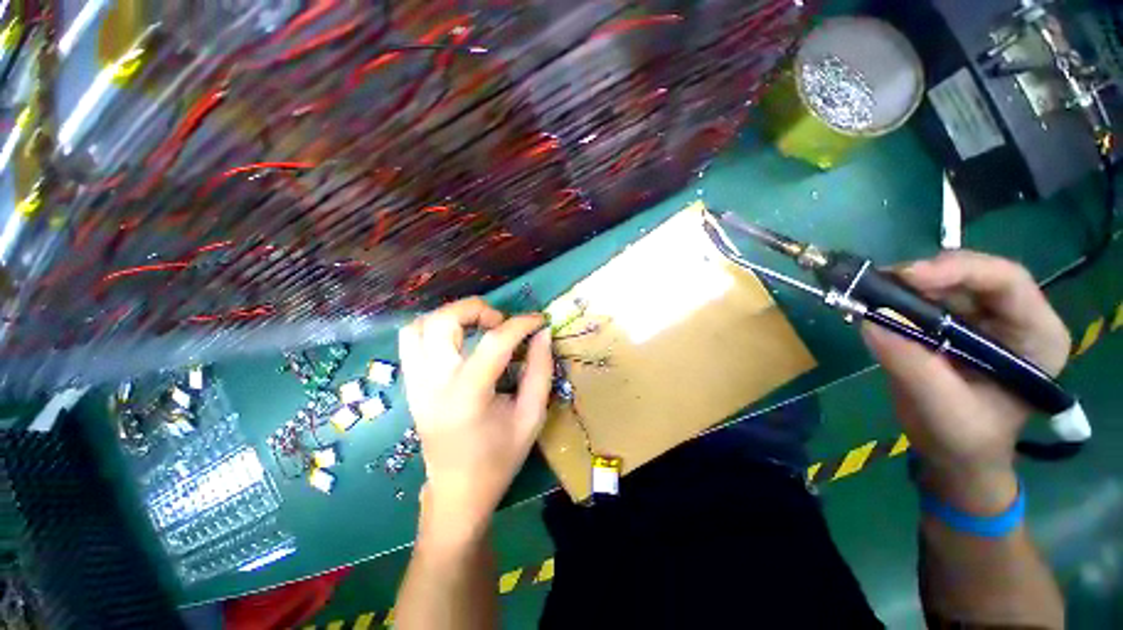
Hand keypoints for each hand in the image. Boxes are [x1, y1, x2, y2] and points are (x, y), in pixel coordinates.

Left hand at [398, 297, 553, 541]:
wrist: (456, 493)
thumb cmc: (499, 459)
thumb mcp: (532, 416)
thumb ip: (540, 370)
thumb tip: (543, 333)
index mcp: (467, 397)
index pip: (493, 342)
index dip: (521, 324)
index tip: (540, 320)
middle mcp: (432, 384)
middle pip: (443, 321)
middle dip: (477, 309)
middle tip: (501, 323)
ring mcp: (414, 383)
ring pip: (420, 325)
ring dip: (453, 315)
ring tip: (479, 326)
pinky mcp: (410, 385)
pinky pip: (411, 340)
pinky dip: (435, 327)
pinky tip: (458, 339)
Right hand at [861, 251, 1070, 512]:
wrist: (954, 454)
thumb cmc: (964, 440)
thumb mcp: (943, 409)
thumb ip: (913, 365)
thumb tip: (870, 320)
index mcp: (1036, 337)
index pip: (1008, 282)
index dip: (960, 271)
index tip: (908, 278)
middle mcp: (1014, 318)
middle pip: (973, 274)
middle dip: (926, 276)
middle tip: (879, 285)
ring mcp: (982, 318)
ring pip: (944, 282)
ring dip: (905, 286)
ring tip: (870, 296)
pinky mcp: (952, 322)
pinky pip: (924, 298)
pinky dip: (897, 298)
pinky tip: (876, 306)